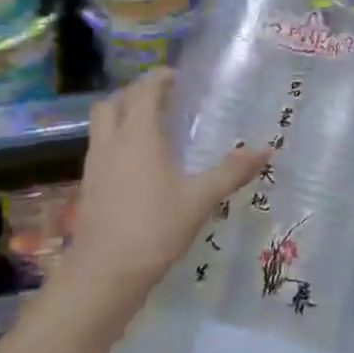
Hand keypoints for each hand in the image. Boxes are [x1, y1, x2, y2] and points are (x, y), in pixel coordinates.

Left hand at [65, 70, 265, 308]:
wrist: (103, 275)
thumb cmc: (154, 228)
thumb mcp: (200, 199)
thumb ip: (231, 172)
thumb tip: (265, 149)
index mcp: (138, 135)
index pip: (144, 91)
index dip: (158, 79)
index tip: (177, 77)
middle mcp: (111, 142)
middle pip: (112, 103)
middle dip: (134, 94)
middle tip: (162, 101)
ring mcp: (94, 166)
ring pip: (101, 126)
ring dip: (121, 118)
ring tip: (151, 130)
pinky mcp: (87, 189)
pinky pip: (100, 150)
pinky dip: (116, 144)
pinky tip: (138, 166)